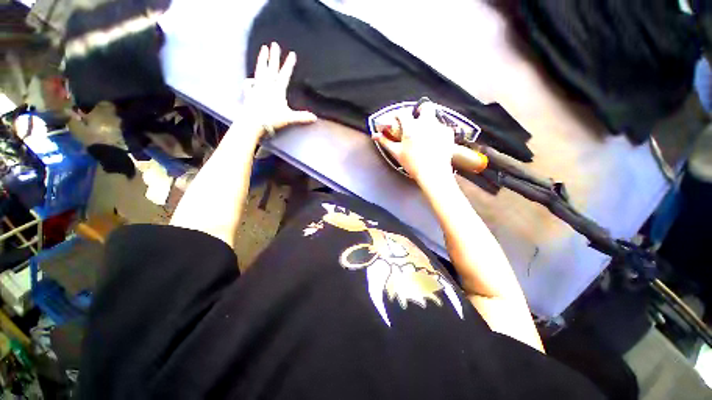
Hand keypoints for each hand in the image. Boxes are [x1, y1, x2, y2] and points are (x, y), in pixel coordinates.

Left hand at [243, 42, 316, 137]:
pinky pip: (249, 84)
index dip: (289, 64)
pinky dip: (250, 80)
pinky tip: (250, 79)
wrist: (254, 122)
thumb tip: (315, 118)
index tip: (292, 54)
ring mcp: (257, 88)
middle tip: (274, 44)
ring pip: (260, 71)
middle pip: (271, 68)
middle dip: (274, 56)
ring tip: (262, 49)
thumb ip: (302, 117)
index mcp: (277, 90)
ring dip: (262, 60)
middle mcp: (267, 86)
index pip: (284, 74)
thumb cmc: (272, 119)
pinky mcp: (249, 94)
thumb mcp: (289, 118)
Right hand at [373, 102, 454, 185]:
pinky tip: (433, 141)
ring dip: (428, 122)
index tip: (395, 120)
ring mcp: (439, 127)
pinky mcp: (448, 134)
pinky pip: (442, 127)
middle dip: (419, 110)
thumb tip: (375, 136)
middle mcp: (427, 123)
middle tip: (415, 120)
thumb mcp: (397, 153)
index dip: (397, 114)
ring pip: (434, 117)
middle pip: (425, 106)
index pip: (402, 112)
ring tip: (423, 135)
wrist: (433, 174)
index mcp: (412, 127)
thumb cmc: (412, 164)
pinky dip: (436, 131)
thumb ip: (385, 141)